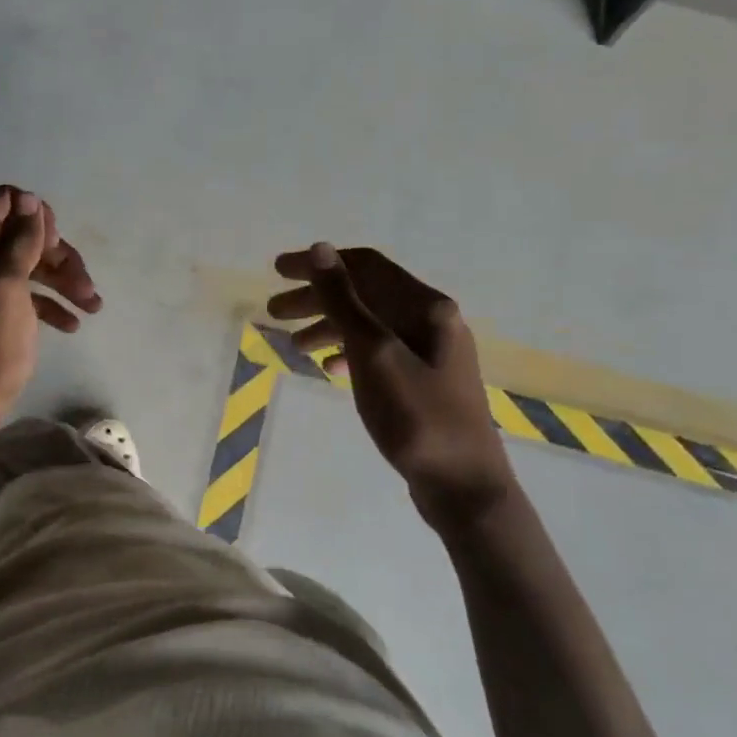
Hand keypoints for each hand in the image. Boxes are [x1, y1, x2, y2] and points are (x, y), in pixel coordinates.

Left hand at [0, 185, 101, 423]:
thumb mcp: (5, 287)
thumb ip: (19, 242)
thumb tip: (30, 198)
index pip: (5, 203)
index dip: (35, 214)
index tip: (54, 242)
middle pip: (28, 236)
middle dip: (60, 255)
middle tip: (83, 283)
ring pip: (37, 266)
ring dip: (67, 282)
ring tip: (93, 307)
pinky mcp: (4, 313)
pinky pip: (35, 296)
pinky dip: (56, 305)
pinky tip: (73, 325)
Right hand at [268, 243, 513, 534]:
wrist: (463, 487)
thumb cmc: (417, 416)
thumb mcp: (373, 352)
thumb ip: (344, 300)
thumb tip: (321, 249)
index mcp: (426, 306)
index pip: (364, 265)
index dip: (318, 264)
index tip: (276, 271)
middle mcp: (431, 320)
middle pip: (365, 294)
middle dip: (317, 298)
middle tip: (272, 310)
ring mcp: (430, 351)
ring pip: (369, 325)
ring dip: (329, 326)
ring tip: (292, 345)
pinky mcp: (424, 380)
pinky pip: (378, 352)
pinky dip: (349, 353)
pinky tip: (328, 368)